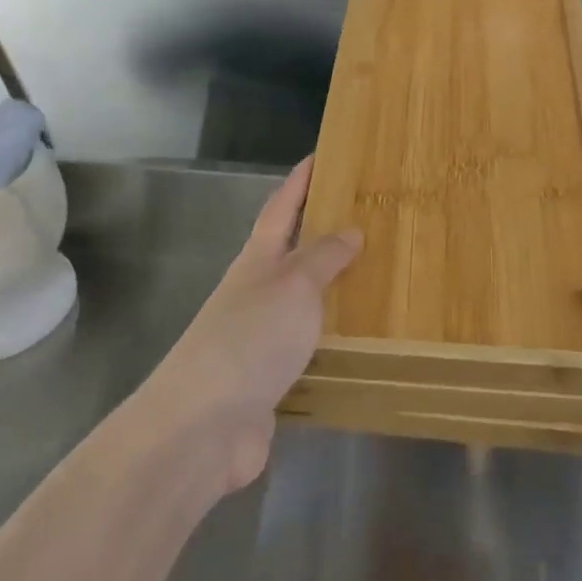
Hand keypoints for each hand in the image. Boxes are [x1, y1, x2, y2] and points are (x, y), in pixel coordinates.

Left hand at [142, 158, 359, 495]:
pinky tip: (359, 340)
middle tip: (366, 216)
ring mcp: (261, 336)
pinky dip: (332, 336)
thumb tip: (350, 231)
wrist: (205, 425)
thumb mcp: (294, 285)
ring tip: (375, 275)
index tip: (321, 155)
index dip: (299, 181)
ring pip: (303, 300)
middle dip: (322, 232)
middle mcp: (257, 292)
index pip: (281, 208)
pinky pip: (310, 345)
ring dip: (332, 286)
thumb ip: (323, 257)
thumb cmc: (251, 338)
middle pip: (291, 252)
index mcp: (258, 260)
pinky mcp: (271, 378)